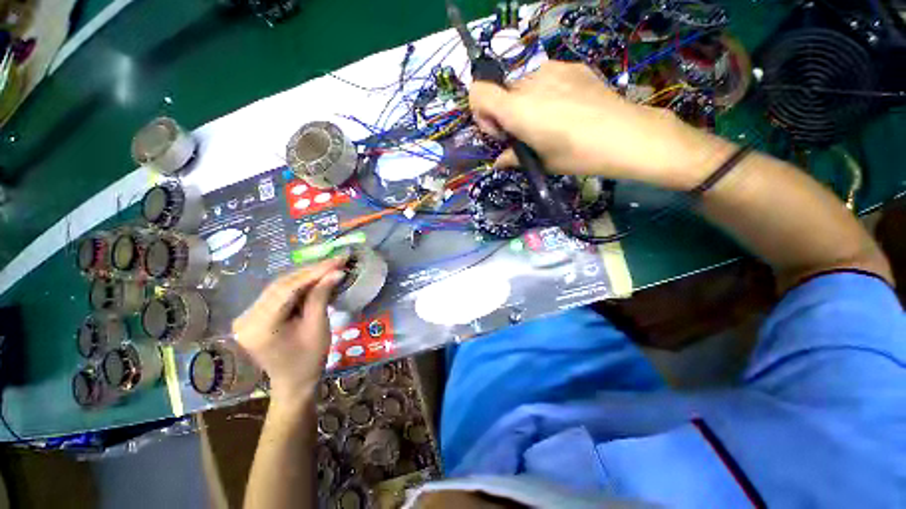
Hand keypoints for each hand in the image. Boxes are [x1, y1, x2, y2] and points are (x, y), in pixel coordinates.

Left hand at [233, 257, 346, 405]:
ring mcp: (247, 316)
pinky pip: (278, 294)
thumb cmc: (309, 359)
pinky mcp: (253, 316)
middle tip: (336, 261)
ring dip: (305, 276)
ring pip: (280, 287)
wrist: (294, 382)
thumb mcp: (318, 327)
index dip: (315, 272)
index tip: (337, 260)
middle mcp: (246, 318)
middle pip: (282, 285)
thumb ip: (321, 296)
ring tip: (329, 267)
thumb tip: (336, 272)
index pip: (288, 289)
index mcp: (260, 326)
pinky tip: (314, 279)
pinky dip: (298, 285)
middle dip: (311, 271)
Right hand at [469, 61, 730, 189]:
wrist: (626, 135)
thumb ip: (513, 158)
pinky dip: (546, 92)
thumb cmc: (577, 155)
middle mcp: (529, 83)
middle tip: (526, 133)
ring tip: (550, 120)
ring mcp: (553, 70)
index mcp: (517, 109)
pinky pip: (546, 77)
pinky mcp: (572, 66)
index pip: (477, 93)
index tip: (500, 132)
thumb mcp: (540, 162)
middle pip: (502, 92)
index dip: (481, 113)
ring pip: (524, 85)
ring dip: (526, 102)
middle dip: (506, 112)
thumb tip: (499, 161)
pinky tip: (567, 107)